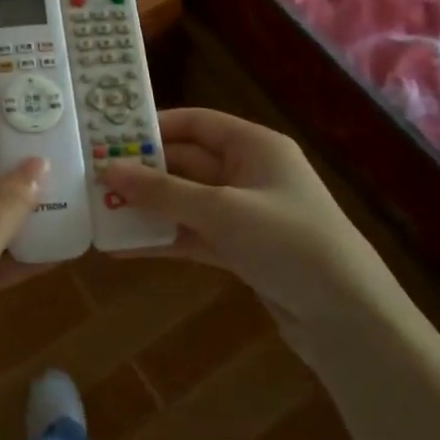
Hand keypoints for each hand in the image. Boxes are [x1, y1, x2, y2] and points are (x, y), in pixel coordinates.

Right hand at [99, 108, 377, 337]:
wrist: (346, 316)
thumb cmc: (288, 242)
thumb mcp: (222, 211)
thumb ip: (164, 191)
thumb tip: (109, 169)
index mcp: (255, 146)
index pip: (196, 123)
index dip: (153, 127)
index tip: (108, 138)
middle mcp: (249, 173)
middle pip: (186, 163)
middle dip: (143, 173)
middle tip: (93, 180)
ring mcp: (245, 214)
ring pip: (186, 202)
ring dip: (148, 208)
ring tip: (100, 213)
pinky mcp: (242, 251)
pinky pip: (194, 236)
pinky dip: (164, 239)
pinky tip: (124, 248)